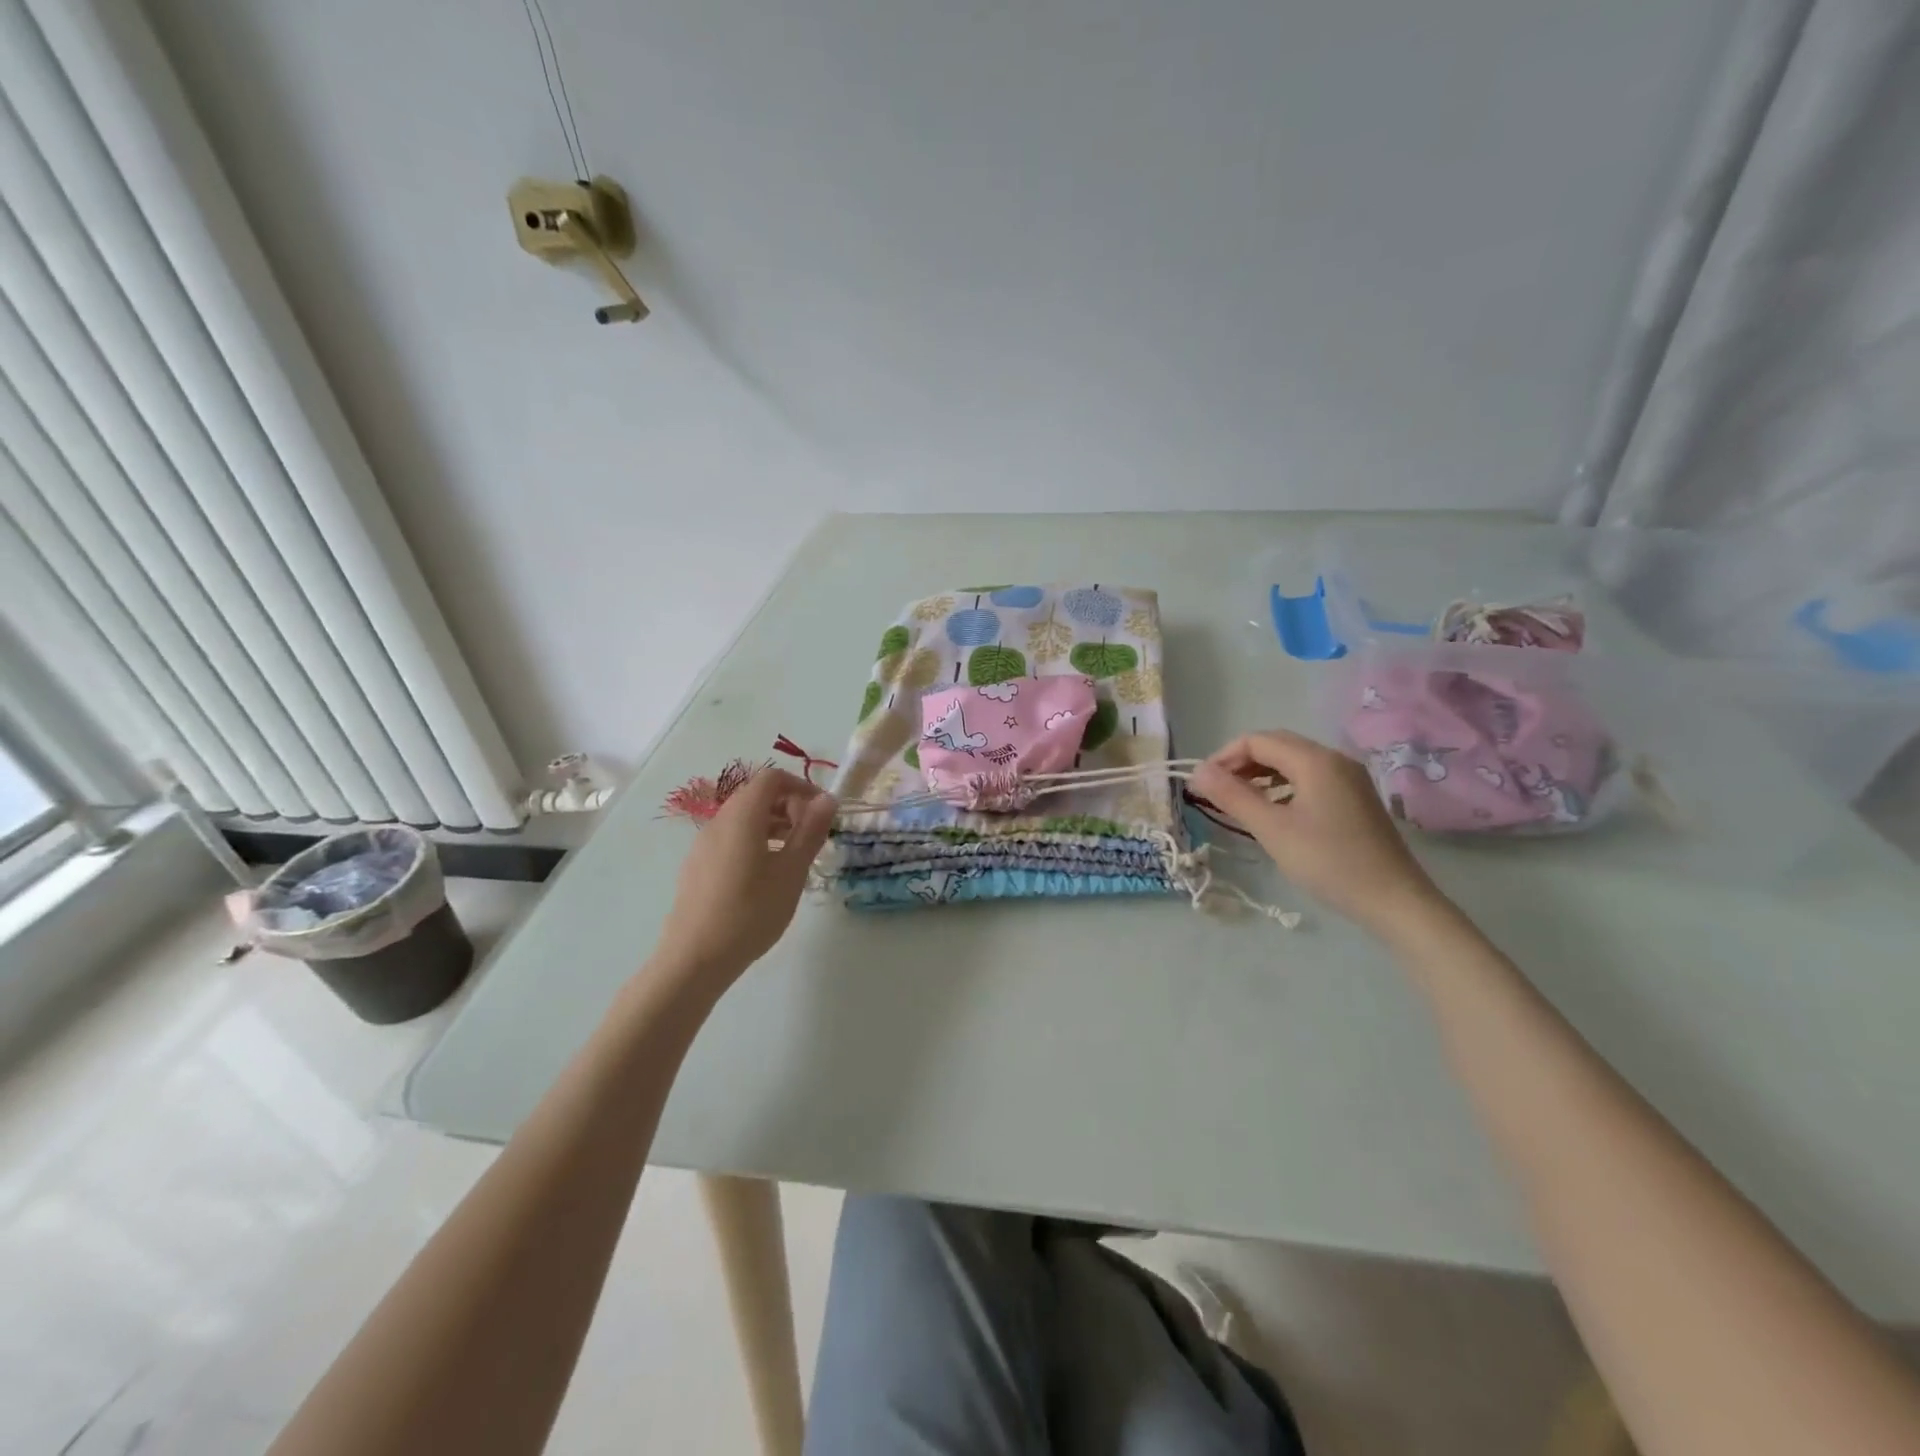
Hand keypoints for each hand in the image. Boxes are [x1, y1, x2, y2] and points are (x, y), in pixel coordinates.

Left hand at [655, 767, 836, 984]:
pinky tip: (766, 876)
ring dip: (773, 825)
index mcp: (742, 816)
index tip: (822, 813)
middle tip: (812, 836)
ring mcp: (704, 844)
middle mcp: (719, 821)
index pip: (772, 778)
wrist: (694, 958)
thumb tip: (827, 799)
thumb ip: (810, 831)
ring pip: (743, 818)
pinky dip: (755, 841)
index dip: (801, 786)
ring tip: (794, 856)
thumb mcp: (791, 871)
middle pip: (756, 795)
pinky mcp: (697, 866)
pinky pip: (731, 838)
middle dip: (789, 806)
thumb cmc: (750, 912)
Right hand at [1191, 729, 1445, 934]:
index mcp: (1315, 760)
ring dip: (1260, 773)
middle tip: (1215, 791)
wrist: (1394, 900)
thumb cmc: (1328, 862)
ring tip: (1237, 800)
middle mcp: (1334, 759)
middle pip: (1276, 745)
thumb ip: (1232, 796)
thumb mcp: (1272, 830)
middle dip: (1240, 763)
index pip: (1257, 741)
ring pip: (1293, 762)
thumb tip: (1197, 771)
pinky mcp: (1354, 797)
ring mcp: (1348, 778)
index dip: (1223, 757)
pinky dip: (1282, 785)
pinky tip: (1272, 809)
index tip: (1202, 785)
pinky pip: (1309, 777)